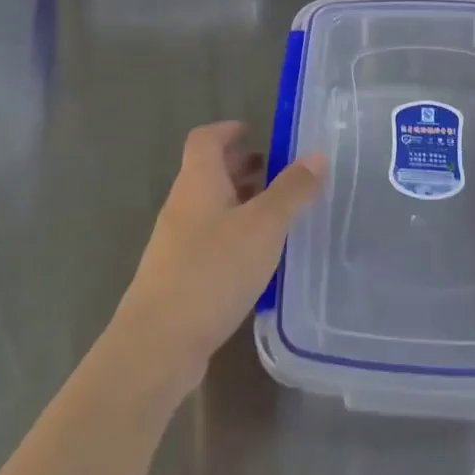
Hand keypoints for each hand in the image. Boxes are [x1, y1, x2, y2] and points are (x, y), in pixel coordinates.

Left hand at [111, 122, 326, 399]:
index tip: (257, 132)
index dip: (229, 130)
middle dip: (241, 167)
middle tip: (278, 173)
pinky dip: (234, 235)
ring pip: (210, 208)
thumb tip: (316, 154)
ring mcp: (175, 243)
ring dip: (240, 202)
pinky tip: (258, 259)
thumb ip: (291, 191)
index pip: (205, 138)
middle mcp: (182, 205)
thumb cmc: (212, 272)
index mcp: (197, 182)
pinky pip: (209, 240)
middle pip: (208, 172)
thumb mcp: (263, 227)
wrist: (158, 344)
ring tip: (276, 214)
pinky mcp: (178, 276)